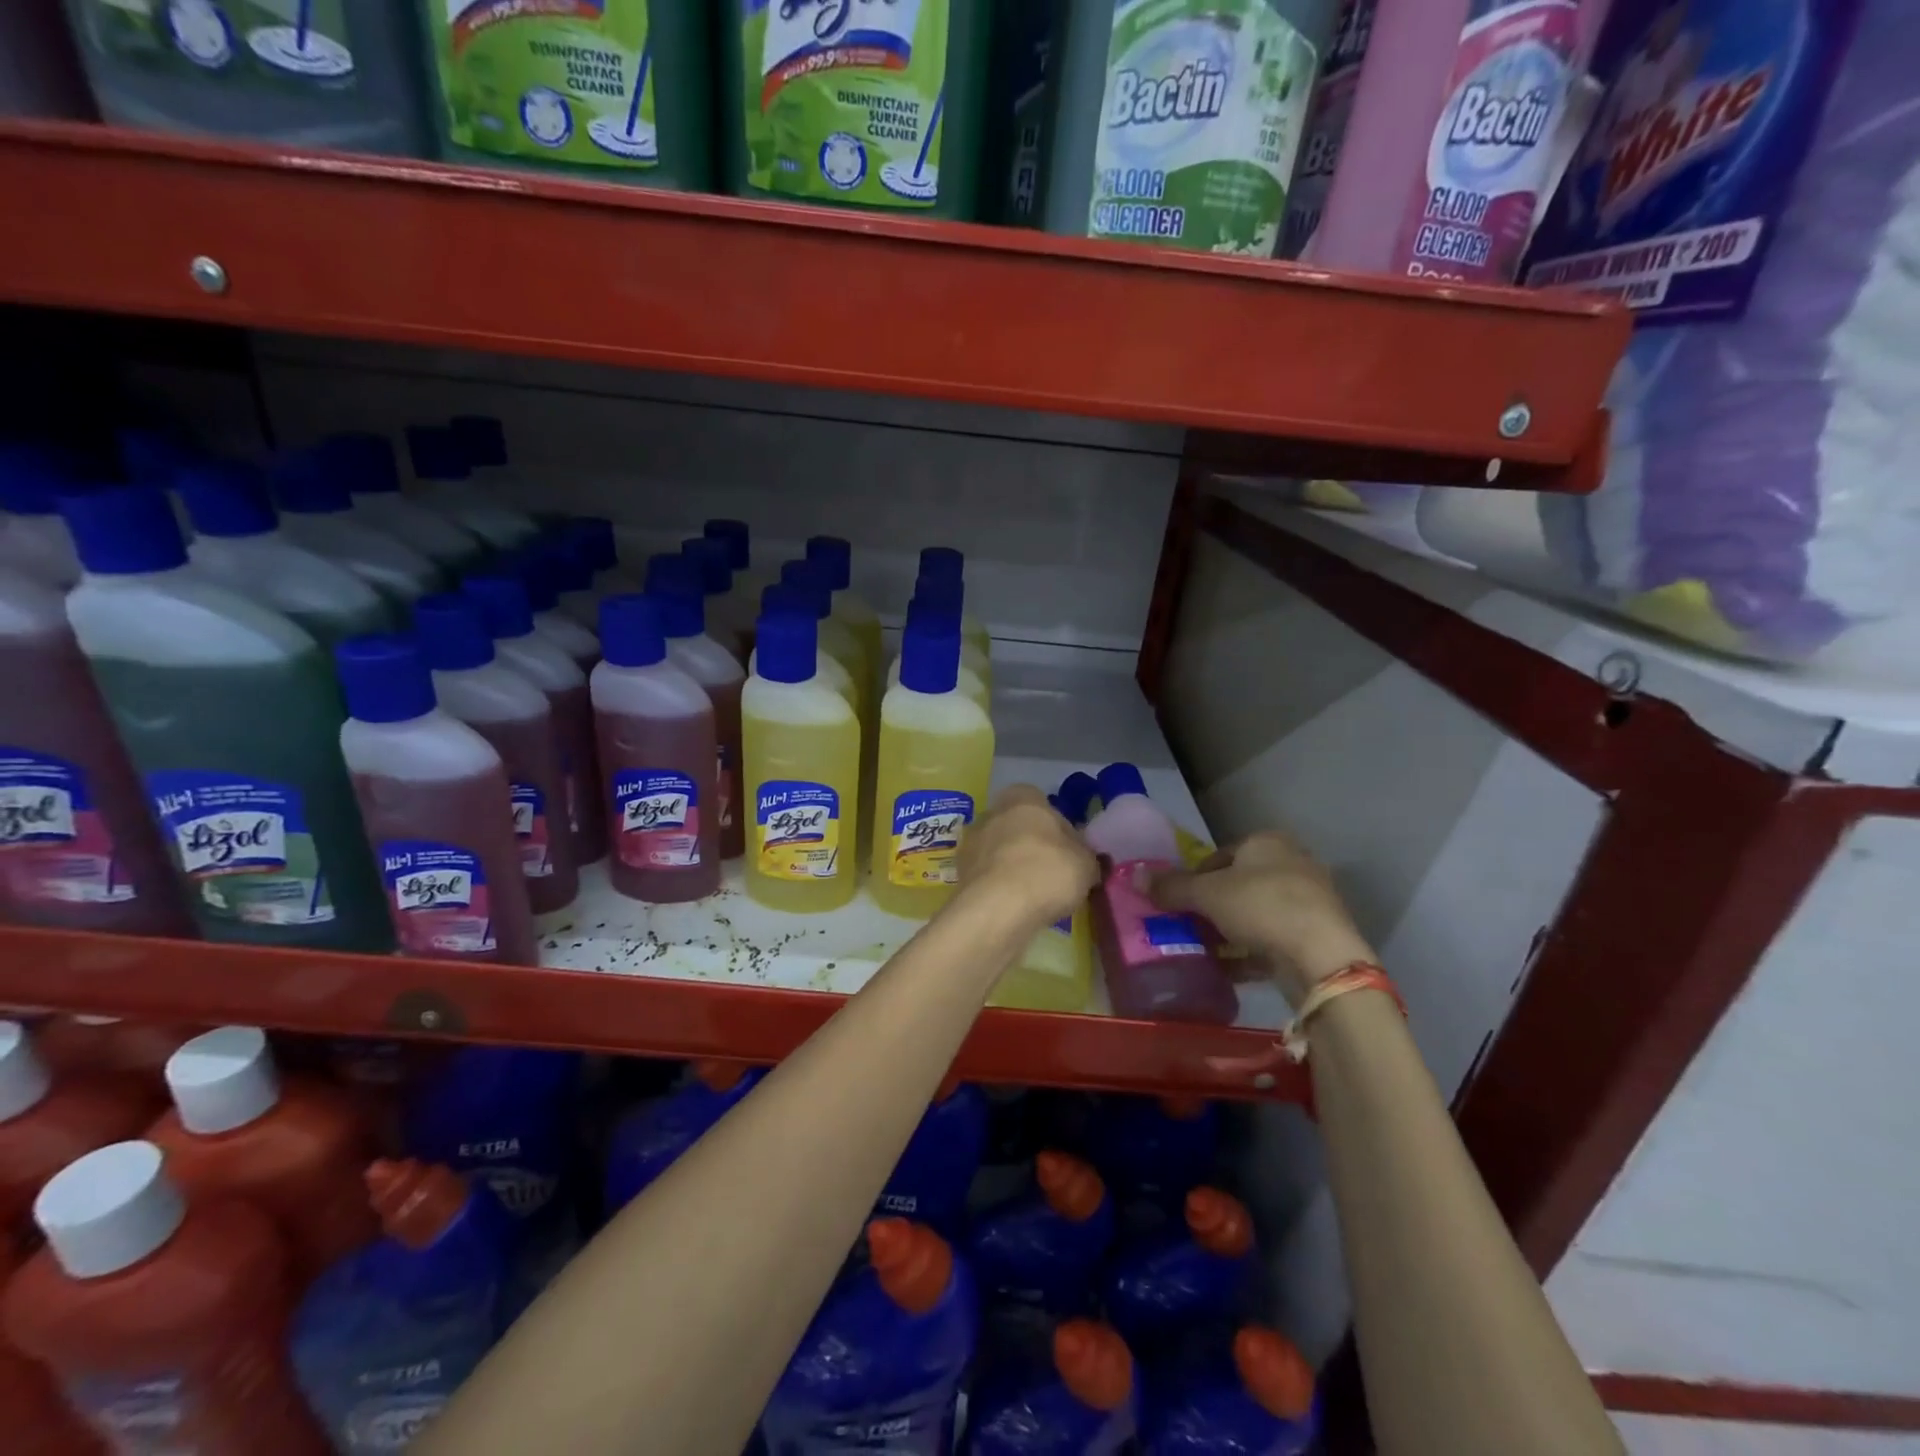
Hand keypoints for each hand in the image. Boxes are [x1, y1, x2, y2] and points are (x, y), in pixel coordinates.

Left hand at [958, 785, 1098, 931]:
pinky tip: (1015, 907)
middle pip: (1018, 827)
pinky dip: (1000, 887)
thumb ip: (1086, 856)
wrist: (999, 908)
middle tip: (1053, 874)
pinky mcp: (960, 873)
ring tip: (1035, 896)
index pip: (1043, 804)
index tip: (1069, 852)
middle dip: (1033, 846)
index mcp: (1022, 797)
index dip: (1058, 827)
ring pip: (1000, 852)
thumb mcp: (1086, 863)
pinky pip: (988, 876)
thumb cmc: (1048, 871)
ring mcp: (971, 842)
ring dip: (1014, 868)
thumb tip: (1085, 859)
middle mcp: (992, 812)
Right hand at [1138, 831, 1374, 1002]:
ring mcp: (1311, 898)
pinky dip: (1254, 950)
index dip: (1195, 878)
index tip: (1181, 903)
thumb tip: (1135, 876)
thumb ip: (1171, 887)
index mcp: (1267, 842)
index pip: (1219, 855)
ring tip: (1211, 951)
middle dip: (1214, 907)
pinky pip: (1276, 937)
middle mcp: (1293, 862)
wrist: (1323, 956)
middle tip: (1193, 928)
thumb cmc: (1261, 907)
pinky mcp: (1320, 932)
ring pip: (1258, 912)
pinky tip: (1235, 969)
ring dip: (1233, 930)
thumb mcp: (1206, 895)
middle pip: (1239, 884)